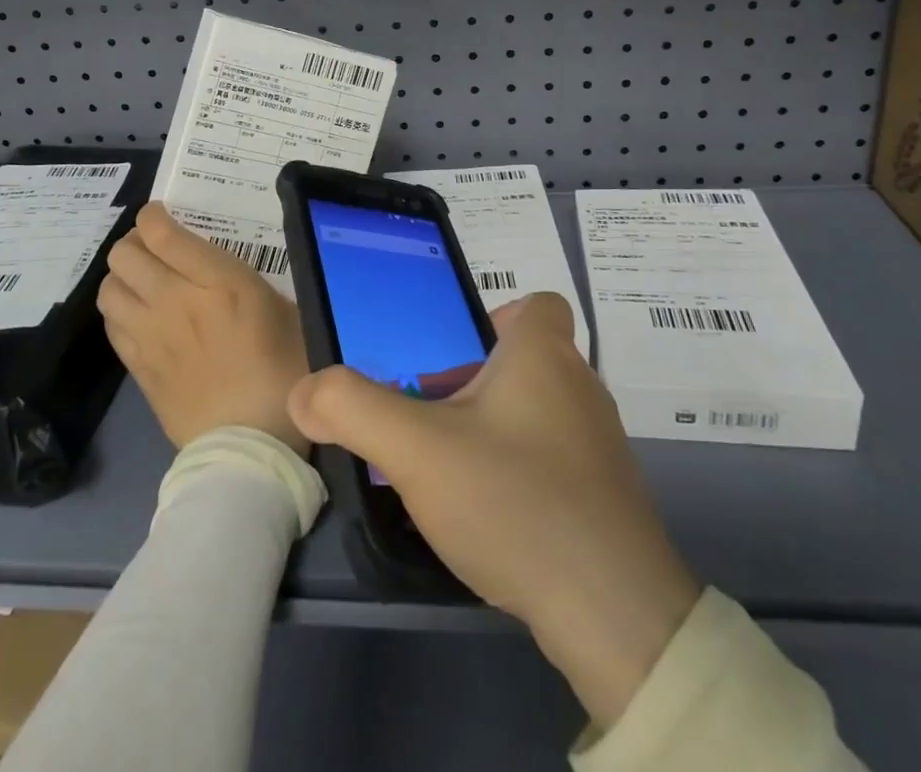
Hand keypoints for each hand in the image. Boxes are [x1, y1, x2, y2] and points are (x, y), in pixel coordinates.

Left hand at [99, 203, 308, 454]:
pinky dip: (119, 311)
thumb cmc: (283, 371)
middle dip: (135, 243)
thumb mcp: (284, 311)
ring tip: (143, 281)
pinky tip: (139, 317)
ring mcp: (150, 336)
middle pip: (125, 254)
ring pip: (109, 287)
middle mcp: (174, 301)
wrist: (250, 445)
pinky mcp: (137, 368)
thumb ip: (249, 281)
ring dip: (122, 276)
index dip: (153, 216)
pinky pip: (111, 324)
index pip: (163, 233)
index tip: (161, 216)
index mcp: (218, 282)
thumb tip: (223, 266)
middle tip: (154, 249)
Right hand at [288, 293, 698, 726]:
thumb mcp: (416, 449)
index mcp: (544, 355)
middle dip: (474, 383)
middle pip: (524, 361)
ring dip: (492, 429)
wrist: (615, 616)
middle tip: (430, 420)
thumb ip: (352, 408)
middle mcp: (582, 387)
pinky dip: (520, 471)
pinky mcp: (608, 497)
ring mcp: (601, 445)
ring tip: (451, 472)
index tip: (456, 355)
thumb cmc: (514, 501)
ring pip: (537, 412)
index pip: (538, 304)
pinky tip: (492, 515)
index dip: (497, 318)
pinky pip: (554, 460)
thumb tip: (306, 390)